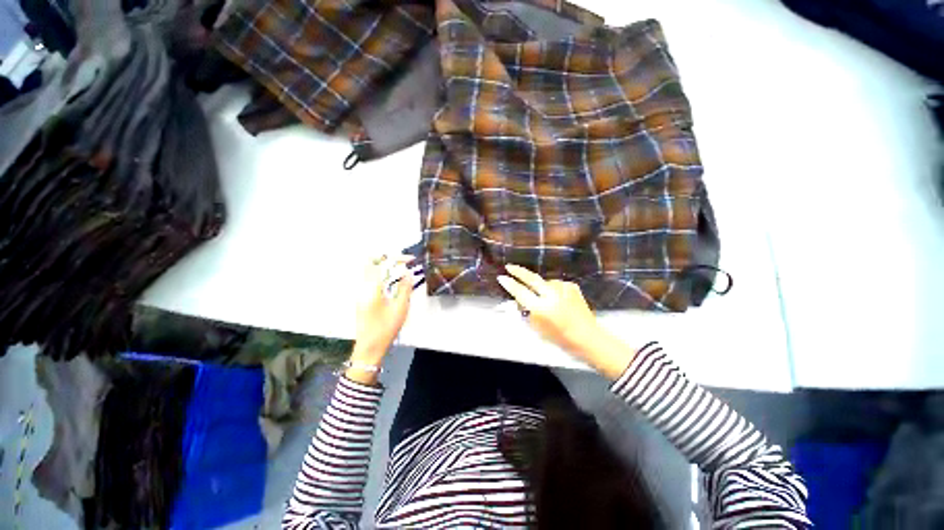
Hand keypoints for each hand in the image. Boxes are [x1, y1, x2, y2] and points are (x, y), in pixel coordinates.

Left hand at [349, 255, 414, 382]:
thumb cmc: (385, 329)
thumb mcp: (400, 308)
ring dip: (383, 267)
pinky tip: (391, 283)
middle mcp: (362, 288)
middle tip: (400, 262)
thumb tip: (408, 274)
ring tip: (399, 272)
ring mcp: (360, 294)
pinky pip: (369, 280)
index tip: (409, 260)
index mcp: (372, 289)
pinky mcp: (361, 299)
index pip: (382, 264)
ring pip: (369, 271)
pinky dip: (380, 276)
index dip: (397, 258)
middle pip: (370, 263)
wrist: (369, 348)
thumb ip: (405, 288)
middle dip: (386, 258)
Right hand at [497, 265, 635, 379]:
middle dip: (518, 271)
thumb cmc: (560, 337)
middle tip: (509, 267)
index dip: (509, 284)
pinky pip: (556, 285)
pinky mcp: (571, 286)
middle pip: (531, 278)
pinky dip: (553, 289)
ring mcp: (563, 288)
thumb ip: (526, 311)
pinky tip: (558, 299)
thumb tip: (519, 299)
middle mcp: (552, 295)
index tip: (501, 277)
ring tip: (544, 297)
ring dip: (540, 286)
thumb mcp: (537, 328)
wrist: (587, 337)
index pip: (520, 292)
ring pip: (545, 282)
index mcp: (541, 308)